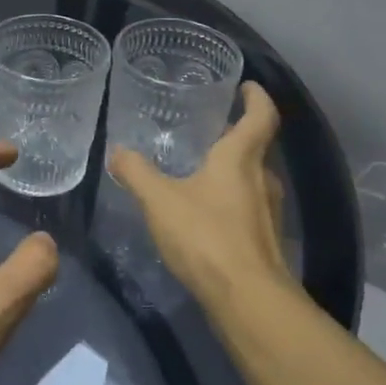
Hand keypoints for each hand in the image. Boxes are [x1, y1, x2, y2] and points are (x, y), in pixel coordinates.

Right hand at [108, 82, 300, 308]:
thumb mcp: (159, 200)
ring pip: (252, 179)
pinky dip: (229, 199)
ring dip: (232, 170)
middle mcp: (262, 179)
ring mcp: (267, 212)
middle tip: (210, 128)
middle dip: (236, 135)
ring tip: (200, 168)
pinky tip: (203, 211)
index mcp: (240, 159)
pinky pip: (247, 207)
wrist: (247, 299)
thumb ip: (136, 172)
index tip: (248, 85)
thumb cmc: (206, 236)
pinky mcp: (264, 240)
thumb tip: (118, 151)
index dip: (257, 98)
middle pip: (256, 148)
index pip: (260, 117)